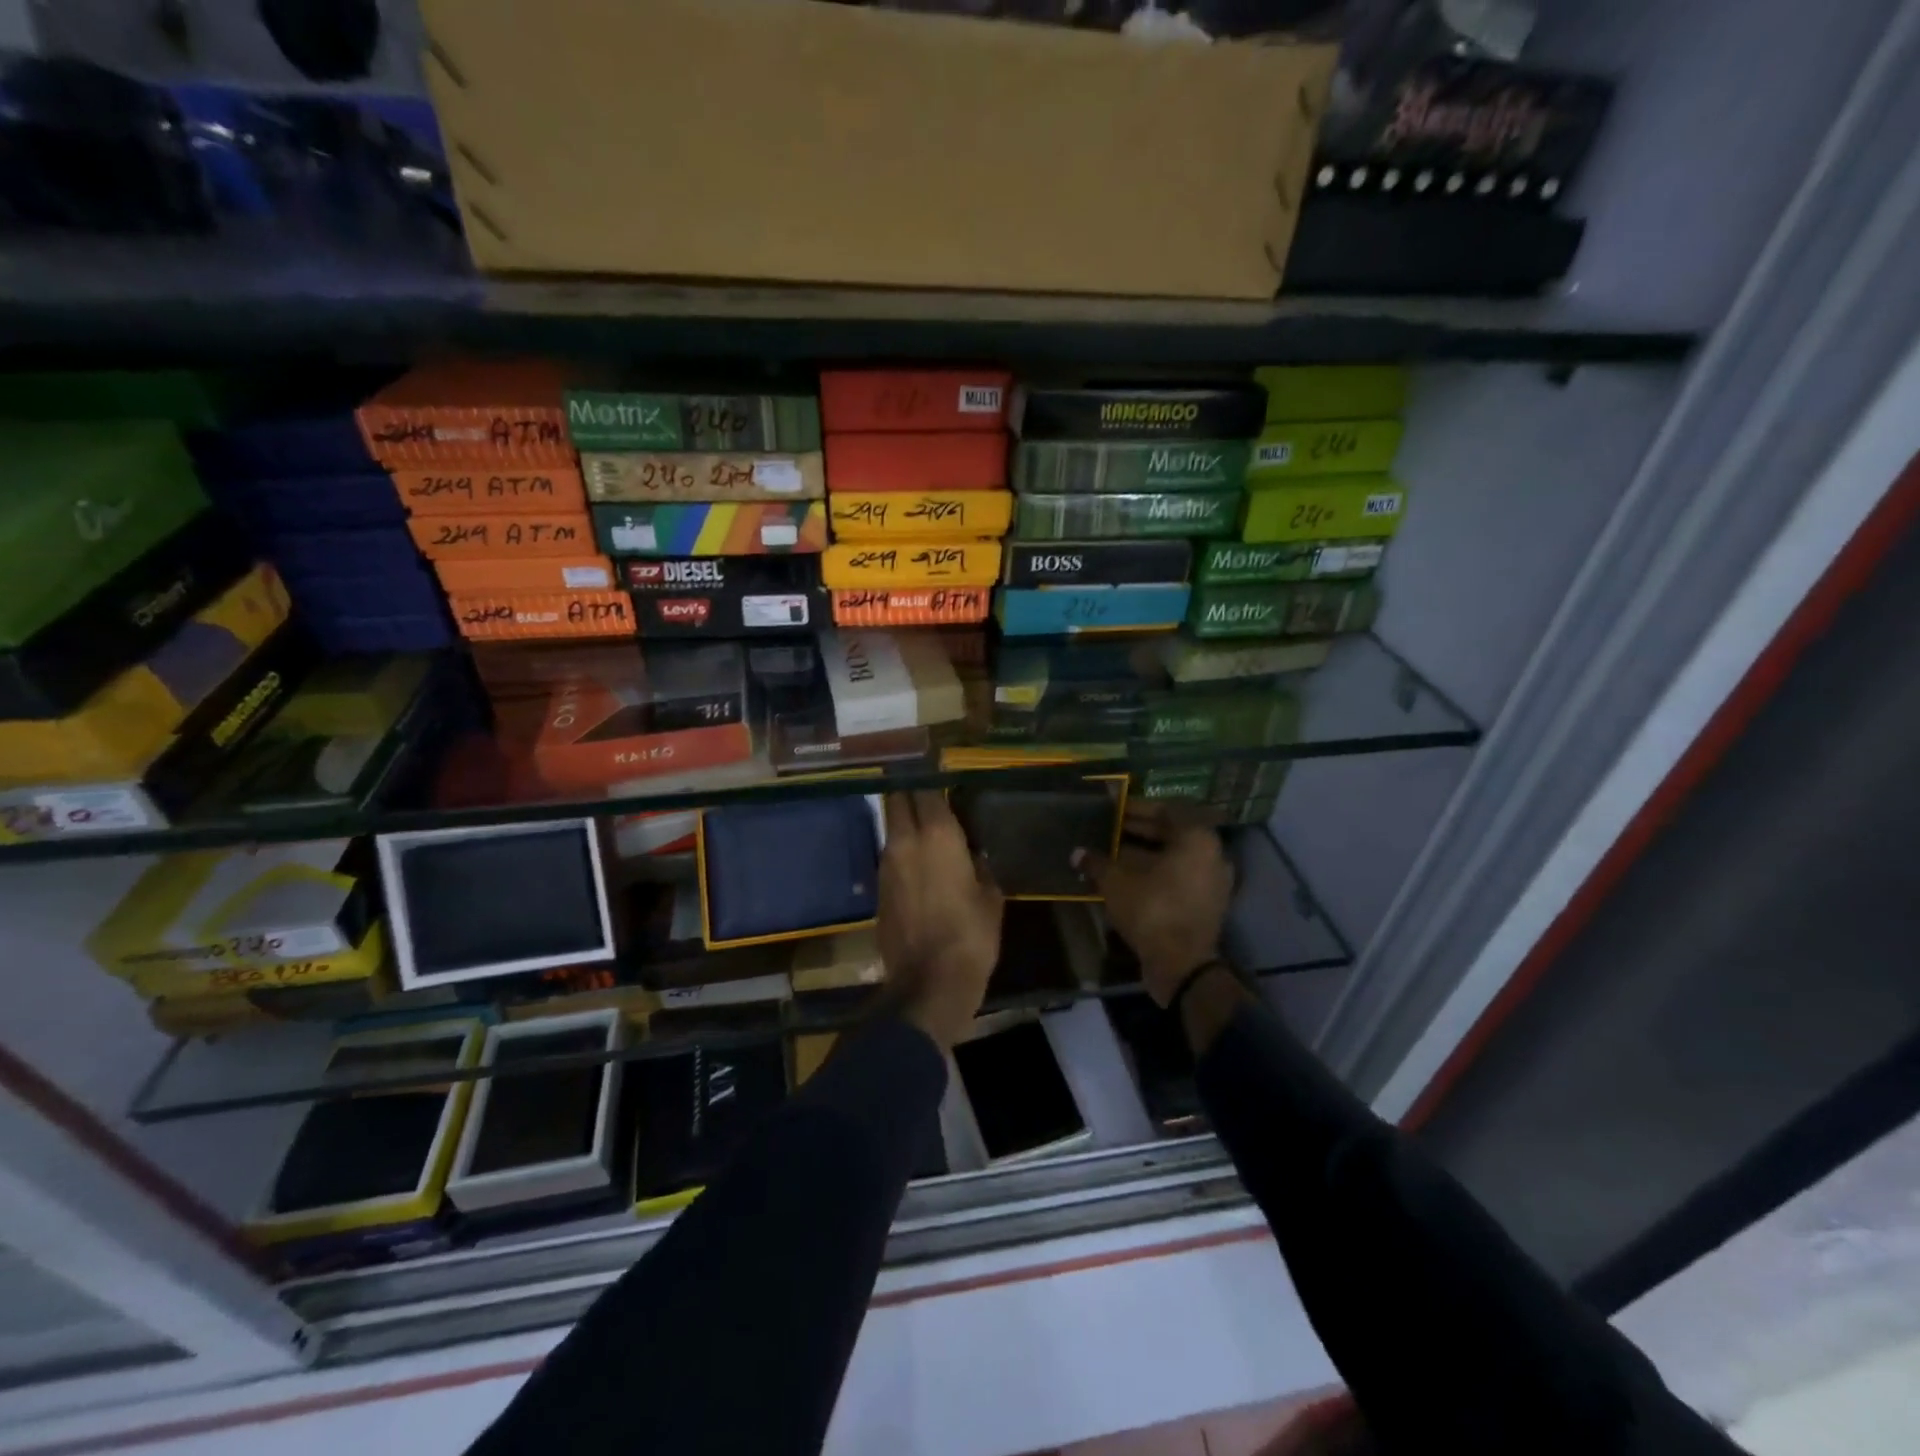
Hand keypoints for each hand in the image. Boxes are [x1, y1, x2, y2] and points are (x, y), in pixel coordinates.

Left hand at [877, 791, 1003, 1049]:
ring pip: (891, 826)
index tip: (940, 770)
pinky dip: (901, 848)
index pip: (927, 789)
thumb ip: (981, 866)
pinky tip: (918, 859)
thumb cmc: (971, 936)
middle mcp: (905, 841)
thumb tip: (975, 853)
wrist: (928, 984)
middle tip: (927, 790)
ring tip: (925, 823)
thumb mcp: (991, 897)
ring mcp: (886, 863)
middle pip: (897, 799)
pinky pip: (889, 854)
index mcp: (938, 835)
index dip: (931, 777)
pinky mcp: (878, 887)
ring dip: (904, 820)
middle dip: (909, 790)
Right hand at [1078, 802, 1232, 1006]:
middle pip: (1172, 832)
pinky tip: (1126, 877)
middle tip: (1109, 829)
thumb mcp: (1116, 881)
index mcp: (1197, 838)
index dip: (1137, 807)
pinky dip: (1155, 873)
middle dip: (1139, 830)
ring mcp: (1213, 881)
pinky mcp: (1206, 904)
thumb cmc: (1151, 909)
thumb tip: (1077, 853)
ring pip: (1175, 857)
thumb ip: (1097, 862)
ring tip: (1112, 853)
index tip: (1114, 810)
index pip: (1167, 809)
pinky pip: (1179, 877)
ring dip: (1145, 853)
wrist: (1181, 965)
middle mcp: (1212, 854)